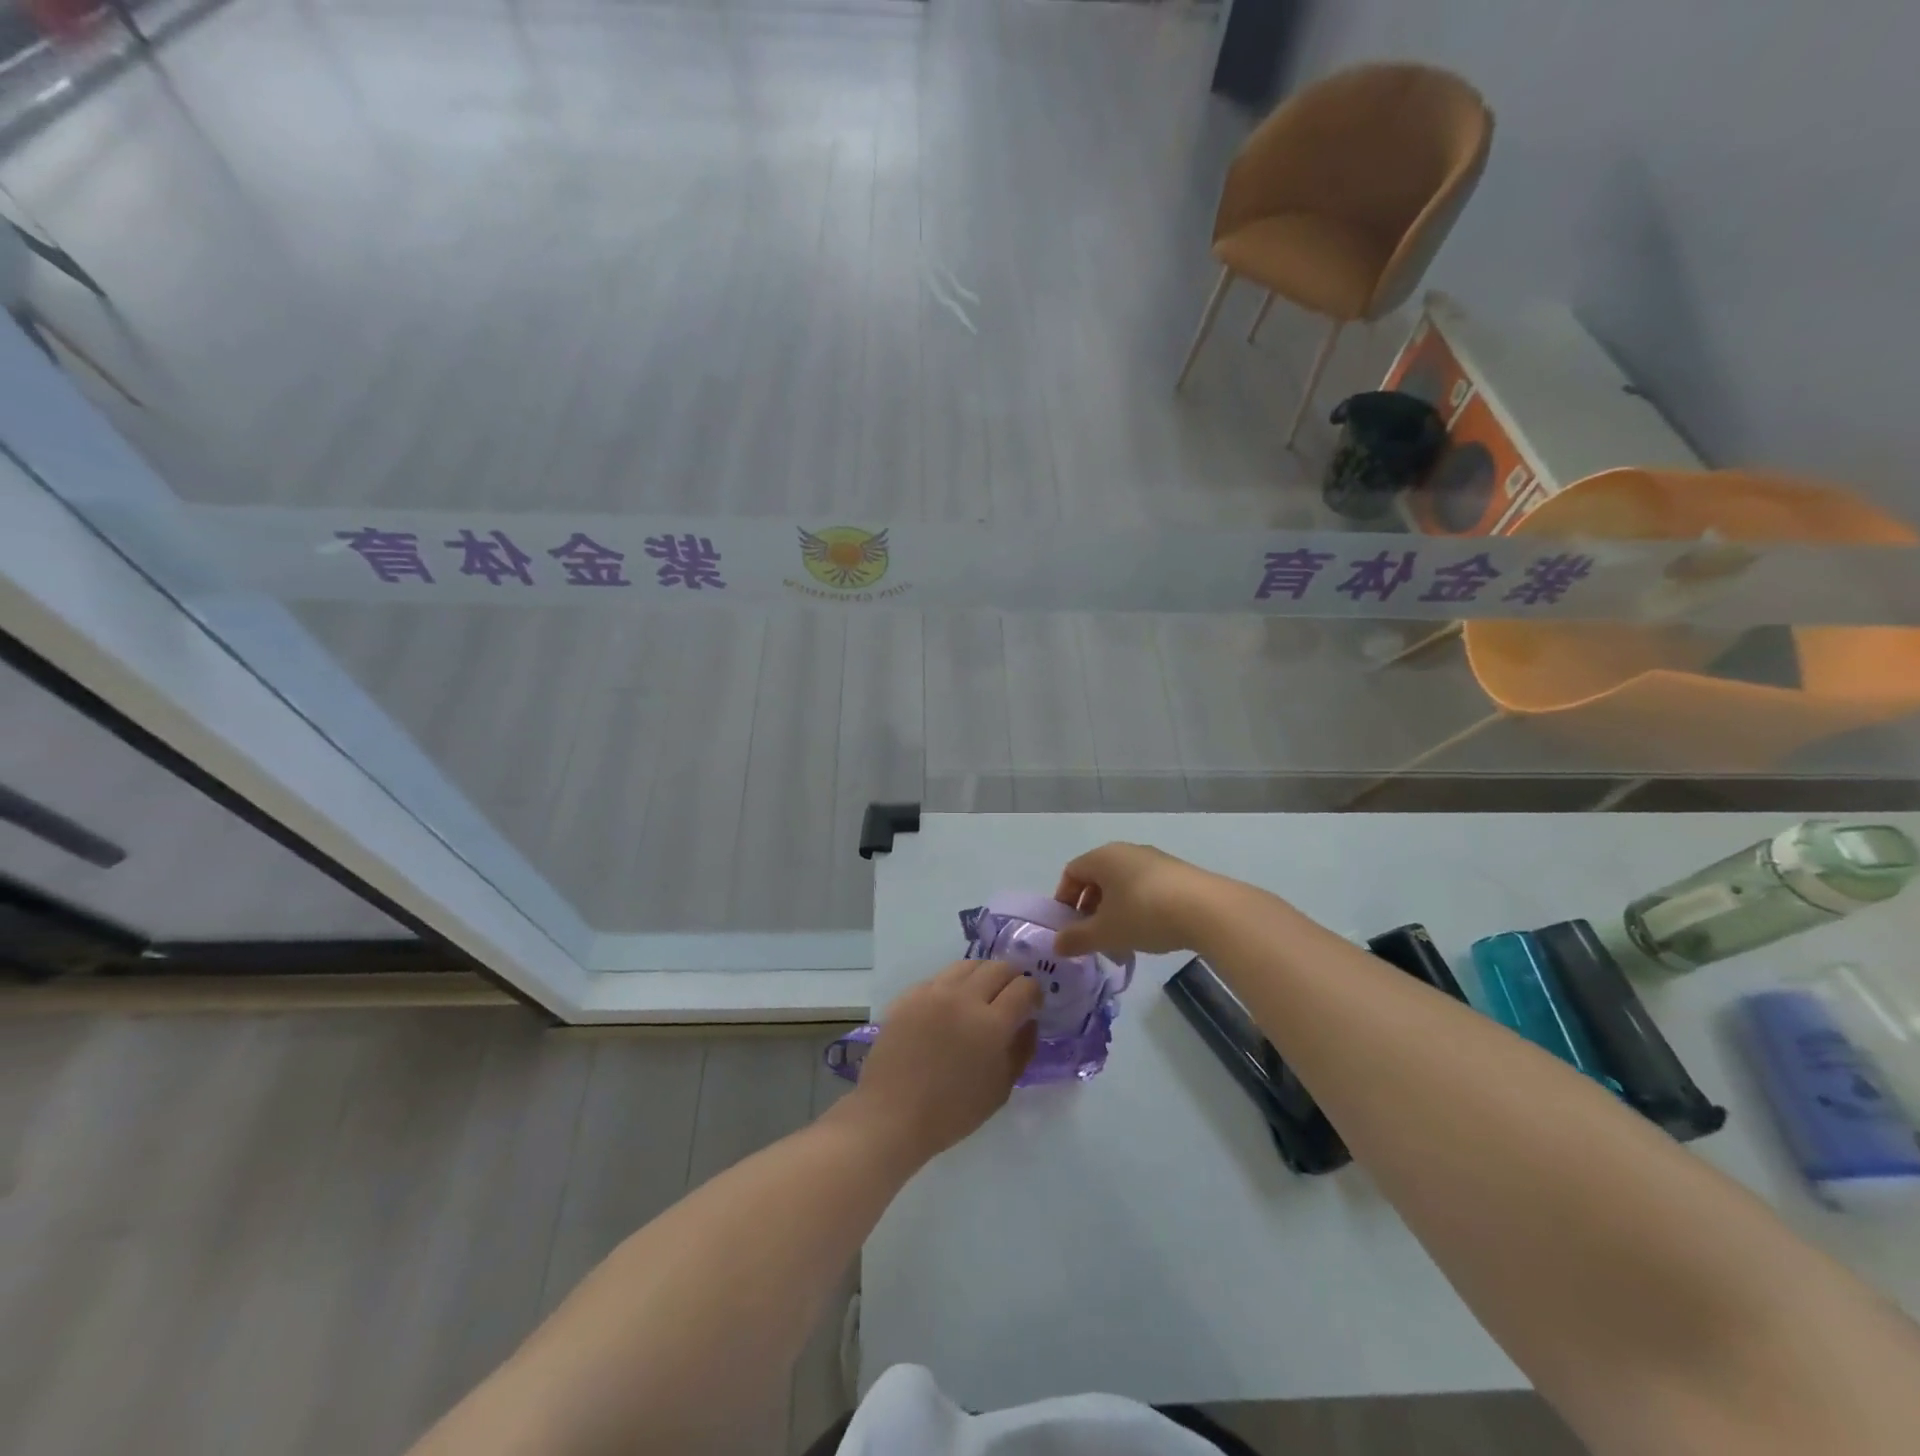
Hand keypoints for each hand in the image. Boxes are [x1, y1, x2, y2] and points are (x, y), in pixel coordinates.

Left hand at [845, 961, 1041, 1166]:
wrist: (892, 1113)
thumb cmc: (952, 1112)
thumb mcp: (1000, 1089)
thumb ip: (1021, 1050)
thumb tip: (1029, 1021)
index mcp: (992, 1024)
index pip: (1024, 987)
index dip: (1034, 992)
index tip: (1032, 1004)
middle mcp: (964, 998)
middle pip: (998, 968)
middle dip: (1012, 977)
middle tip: (1010, 995)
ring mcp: (934, 992)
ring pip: (968, 965)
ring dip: (983, 974)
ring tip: (981, 993)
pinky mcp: (910, 994)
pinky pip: (939, 978)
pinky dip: (953, 985)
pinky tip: (950, 1005)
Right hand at [1051, 842, 1221, 957]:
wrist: (1208, 910)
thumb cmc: (1145, 914)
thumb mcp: (1106, 932)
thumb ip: (1077, 939)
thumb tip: (1056, 945)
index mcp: (1103, 857)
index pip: (1071, 872)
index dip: (1064, 899)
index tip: (1068, 927)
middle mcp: (1126, 851)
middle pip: (1098, 878)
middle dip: (1091, 910)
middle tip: (1093, 938)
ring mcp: (1154, 860)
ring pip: (1123, 885)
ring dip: (1115, 912)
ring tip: (1122, 942)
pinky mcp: (1177, 873)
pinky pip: (1146, 888)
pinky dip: (1139, 909)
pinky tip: (1149, 934)